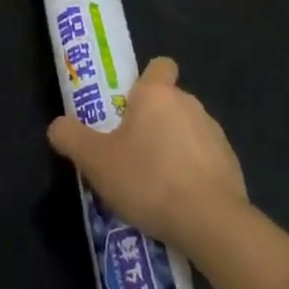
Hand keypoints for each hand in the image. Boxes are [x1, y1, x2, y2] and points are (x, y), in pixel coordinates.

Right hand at [47, 57, 247, 258]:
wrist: (210, 221)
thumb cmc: (148, 179)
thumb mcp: (95, 161)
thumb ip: (71, 137)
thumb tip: (57, 126)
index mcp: (157, 94)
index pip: (159, 66)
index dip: (146, 80)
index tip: (130, 105)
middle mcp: (189, 104)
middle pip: (169, 102)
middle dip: (153, 121)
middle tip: (130, 152)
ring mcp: (215, 133)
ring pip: (188, 130)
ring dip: (173, 147)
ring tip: (154, 184)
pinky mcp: (231, 163)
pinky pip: (205, 159)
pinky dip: (193, 172)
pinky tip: (180, 201)